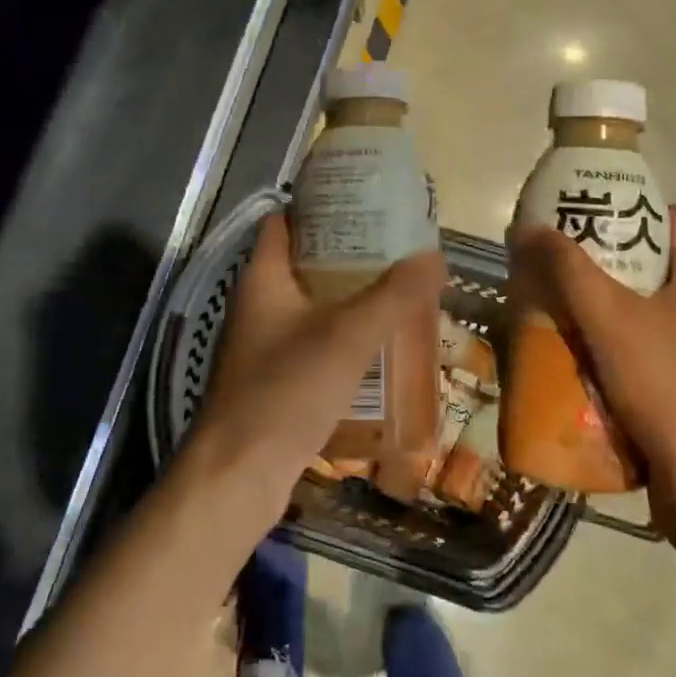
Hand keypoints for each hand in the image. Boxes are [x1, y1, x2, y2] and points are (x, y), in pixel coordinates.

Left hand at [186, 214, 445, 502]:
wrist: (240, 474)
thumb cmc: (286, 391)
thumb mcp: (347, 336)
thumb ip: (393, 295)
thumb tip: (435, 255)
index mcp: (262, 279)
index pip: (285, 222)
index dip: (320, 206)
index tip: (366, 201)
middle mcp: (258, 305)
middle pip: (304, 263)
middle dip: (349, 255)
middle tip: (398, 248)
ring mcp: (264, 345)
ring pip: (312, 306)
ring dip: (350, 298)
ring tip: (399, 289)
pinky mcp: (276, 379)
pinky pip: (315, 343)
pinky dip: (344, 337)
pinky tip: (380, 345)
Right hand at [508, 206, 675, 537]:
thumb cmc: (670, 385)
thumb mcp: (611, 319)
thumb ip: (568, 270)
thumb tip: (529, 227)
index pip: (670, 217)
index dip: (626, 208)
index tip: (580, 216)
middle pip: (652, 265)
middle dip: (602, 263)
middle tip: (554, 264)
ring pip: (646, 312)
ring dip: (603, 309)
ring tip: (555, 309)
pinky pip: (647, 351)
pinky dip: (614, 348)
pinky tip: (577, 360)